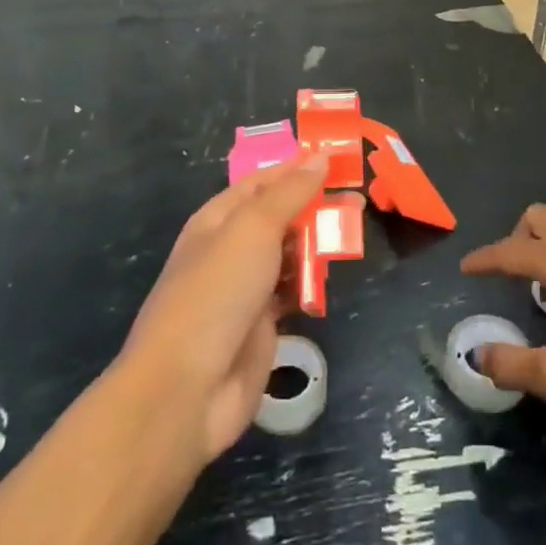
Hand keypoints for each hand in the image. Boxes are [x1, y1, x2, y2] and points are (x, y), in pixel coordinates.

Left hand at [120, 155, 327, 464]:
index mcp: (217, 219)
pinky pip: (291, 292)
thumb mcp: (254, 229)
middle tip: (357, 201)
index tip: (338, 159)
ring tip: (351, 236)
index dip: (296, 168)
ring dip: (316, 246)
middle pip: (278, 217)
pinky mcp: (260, 324)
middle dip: (314, 208)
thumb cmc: (217, 292)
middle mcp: (229, 249)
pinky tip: (329, 281)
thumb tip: (319, 157)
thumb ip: (289, 193)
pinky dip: (310, 285)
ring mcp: (244, 289)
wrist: (188, 388)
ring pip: (288, 255)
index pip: (262, 182)